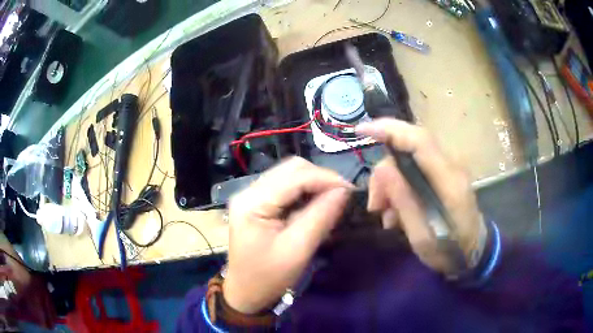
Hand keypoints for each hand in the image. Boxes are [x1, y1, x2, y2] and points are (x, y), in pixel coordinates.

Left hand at [223, 157, 352, 313]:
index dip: (326, 178)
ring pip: (289, 174)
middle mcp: (248, 191)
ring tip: (332, 199)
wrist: (245, 292)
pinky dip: (304, 190)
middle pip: (291, 169)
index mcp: (253, 202)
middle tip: (342, 195)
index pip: (295, 176)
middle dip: (320, 178)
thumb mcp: (298, 250)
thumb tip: (343, 191)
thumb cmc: (268, 277)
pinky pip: (285, 186)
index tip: (350, 190)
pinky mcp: (256, 202)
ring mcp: (251, 195)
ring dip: (313, 183)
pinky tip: (315, 203)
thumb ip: (321, 216)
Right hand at [356, 119, 485, 274]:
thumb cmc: (451, 251)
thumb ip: (405, 203)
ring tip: (385, 215)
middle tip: (375, 205)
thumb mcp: (423, 238)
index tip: (361, 130)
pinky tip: (396, 212)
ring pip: (408, 159)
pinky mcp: (443, 174)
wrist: (473, 251)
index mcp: (450, 181)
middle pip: (409, 149)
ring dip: (390, 183)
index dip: (390, 129)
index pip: (420, 141)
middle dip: (384, 173)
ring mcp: (448, 168)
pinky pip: (414, 169)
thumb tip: (382, 169)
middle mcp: (451, 166)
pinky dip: (399, 187)